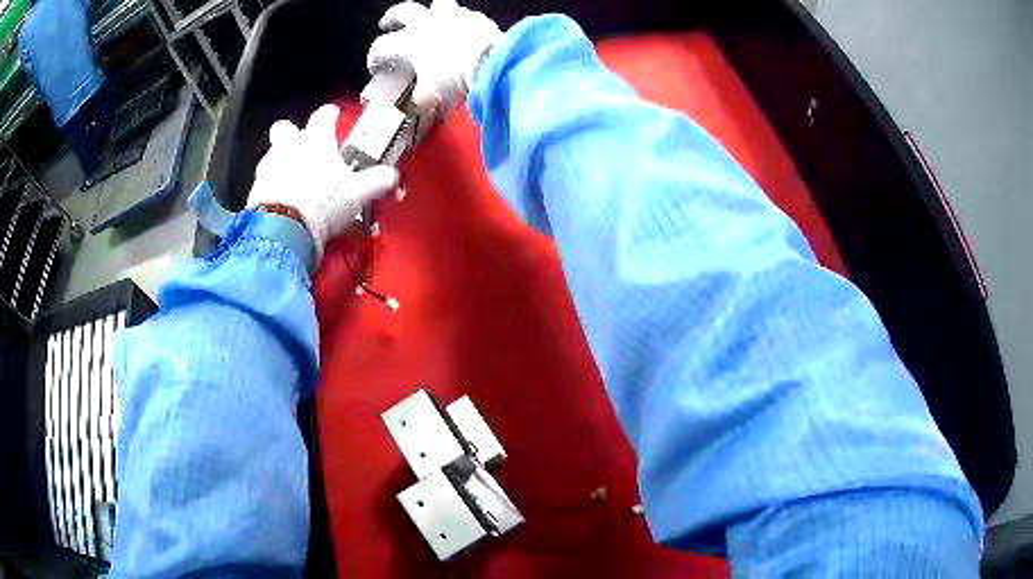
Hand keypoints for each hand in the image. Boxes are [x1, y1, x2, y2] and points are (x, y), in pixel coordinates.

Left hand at [247, 104, 398, 260]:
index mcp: (315, 139)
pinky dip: (273, 188)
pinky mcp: (254, 190)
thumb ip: (378, 180)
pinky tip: (282, 202)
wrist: (283, 229)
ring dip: (281, 163)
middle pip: (285, 127)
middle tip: (302, 147)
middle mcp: (289, 146)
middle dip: (291, 133)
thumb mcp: (358, 192)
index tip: (333, 115)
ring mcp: (268, 167)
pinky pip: (264, 182)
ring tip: (294, 183)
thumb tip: (393, 176)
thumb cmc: (323, 201)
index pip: (323, 115)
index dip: (330, 114)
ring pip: (272, 155)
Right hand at [367, 0, 501, 133]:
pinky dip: (458, 21)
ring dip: (429, 10)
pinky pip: (463, 14)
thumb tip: (419, 101)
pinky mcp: (475, 17)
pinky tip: (460, 29)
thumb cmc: (454, 79)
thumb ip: (421, 97)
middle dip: (391, 17)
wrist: (491, 63)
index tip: (375, 66)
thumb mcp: (432, 96)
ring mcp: (452, 16)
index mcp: (409, 42)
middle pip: (402, 11)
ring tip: (429, 18)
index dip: (374, 57)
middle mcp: (426, 22)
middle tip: (386, 24)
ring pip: (435, 3)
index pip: (381, 47)